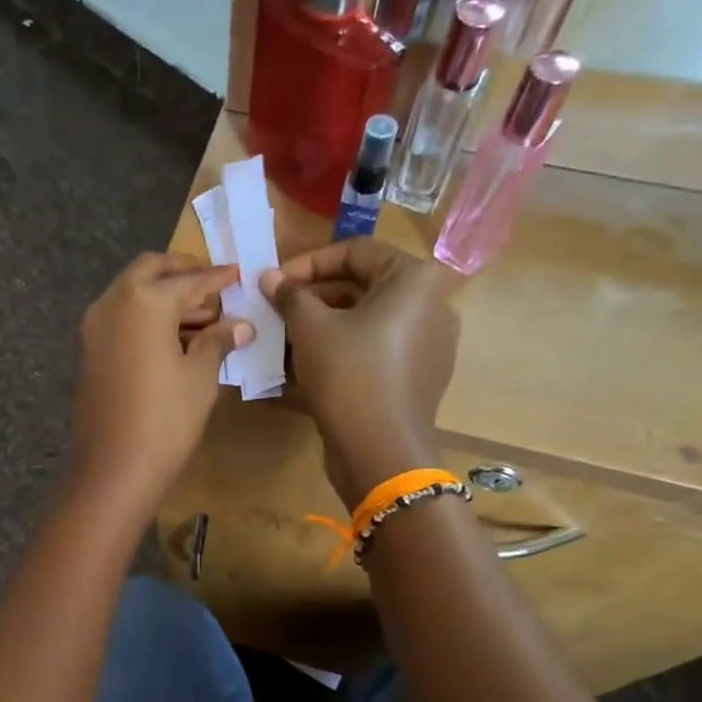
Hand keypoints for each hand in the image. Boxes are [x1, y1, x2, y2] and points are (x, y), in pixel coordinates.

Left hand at [68, 252, 252, 518]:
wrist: (114, 467)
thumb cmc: (166, 419)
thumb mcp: (199, 377)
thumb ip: (217, 341)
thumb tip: (241, 325)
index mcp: (145, 301)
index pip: (189, 280)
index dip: (217, 277)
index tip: (237, 273)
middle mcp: (114, 302)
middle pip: (150, 270)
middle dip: (182, 271)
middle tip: (211, 283)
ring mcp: (95, 325)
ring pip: (132, 291)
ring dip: (163, 294)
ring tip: (201, 314)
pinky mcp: (89, 349)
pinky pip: (121, 316)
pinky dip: (146, 314)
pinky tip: (173, 336)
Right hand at [260, 241, 458, 507]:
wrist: (381, 450)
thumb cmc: (349, 375)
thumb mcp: (311, 328)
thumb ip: (290, 295)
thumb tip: (269, 277)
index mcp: (415, 279)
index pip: (355, 251)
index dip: (307, 263)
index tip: (273, 282)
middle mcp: (432, 304)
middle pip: (363, 285)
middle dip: (314, 296)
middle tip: (276, 309)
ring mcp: (431, 343)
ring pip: (368, 320)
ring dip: (324, 324)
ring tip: (285, 337)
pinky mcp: (420, 375)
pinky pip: (377, 349)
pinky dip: (345, 349)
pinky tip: (310, 364)